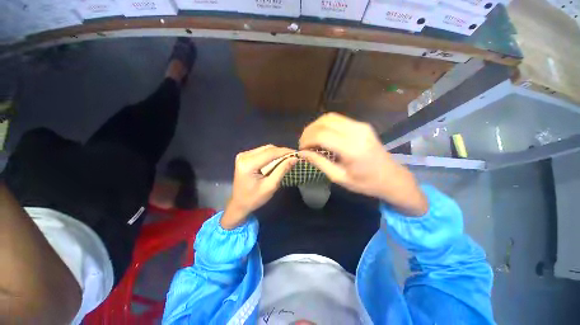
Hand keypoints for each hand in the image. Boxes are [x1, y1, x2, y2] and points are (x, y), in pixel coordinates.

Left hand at [221, 145, 296, 228]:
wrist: (239, 204)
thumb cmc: (254, 198)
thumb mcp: (271, 186)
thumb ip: (282, 170)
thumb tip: (294, 159)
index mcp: (248, 164)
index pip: (270, 153)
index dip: (285, 152)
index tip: (297, 153)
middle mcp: (244, 156)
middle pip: (268, 149)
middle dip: (282, 152)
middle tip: (293, 157)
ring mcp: (243, 155)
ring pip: (265, 149)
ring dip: (277, 153)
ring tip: (288, 158)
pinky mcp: (244, 157)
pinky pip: (261, 152)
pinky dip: (271, 155)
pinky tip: (278, 160)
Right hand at [298, 113, 427, 215]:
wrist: (391, 177)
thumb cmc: (365, 183)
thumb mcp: (339, 177)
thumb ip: (319, 162)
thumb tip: (302, 153)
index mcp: (352, 149)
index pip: (321, 135)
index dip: (307, 140)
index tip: (301, 149)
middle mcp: (356, 132)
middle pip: (324, 123)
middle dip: (308, 132)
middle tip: (303, 144)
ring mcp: (360, 125)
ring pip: (329, 117)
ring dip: (315, 126)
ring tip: (310, 139)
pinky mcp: (362, 125)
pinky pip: (337, 119)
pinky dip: (325, 125)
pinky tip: (321, 135)